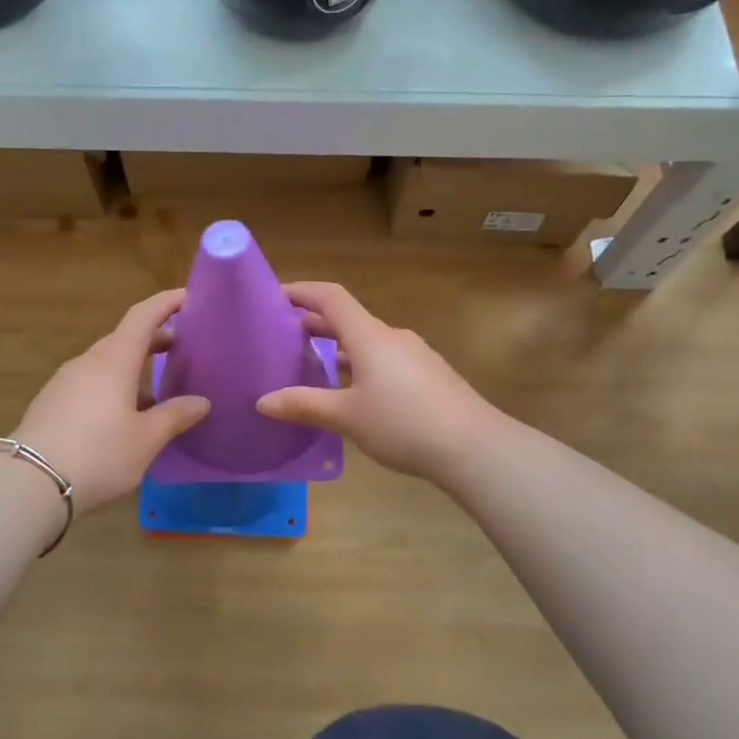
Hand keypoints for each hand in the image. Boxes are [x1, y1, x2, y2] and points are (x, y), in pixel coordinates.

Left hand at [13, 289, 209, 512]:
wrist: (29, 483)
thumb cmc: (98, 454)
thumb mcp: (146, 439)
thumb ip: (174, 416)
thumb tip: (201, 401)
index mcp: (114, 360)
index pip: (143, 317)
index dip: (165, 303)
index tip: (187, 297)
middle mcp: (88, 362)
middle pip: (124, 339)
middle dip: (153, 338)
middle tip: (180, 347)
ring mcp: (65, 381)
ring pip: (106, 363)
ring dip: (132, 366)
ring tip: (156, 390)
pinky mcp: (51, 402)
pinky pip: (90, 382)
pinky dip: (113, 385)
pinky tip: (122, 415)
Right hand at [256, 282, 502, 482]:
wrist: (475, 447)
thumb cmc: (404, 423)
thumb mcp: (347, 416)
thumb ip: (304, 405)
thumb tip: (262, 401)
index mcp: (369, 336)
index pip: (330, 297)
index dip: (302, 291)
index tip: (275, 296)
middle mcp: (391, 337)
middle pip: (348, 319)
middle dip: (314, 324)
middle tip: (282, 338)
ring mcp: (414, 355)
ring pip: (367, 343)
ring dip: (338, 349)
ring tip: (311, 368)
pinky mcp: (428, 376)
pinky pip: (385, 360)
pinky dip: (360, 366)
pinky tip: (353, 394)